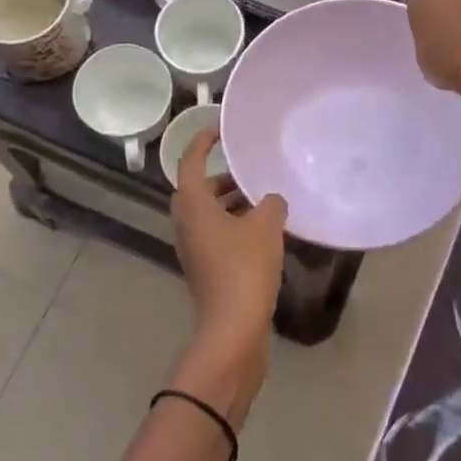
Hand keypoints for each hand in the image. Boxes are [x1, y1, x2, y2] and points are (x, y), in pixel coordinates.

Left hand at [169, 129, 286, 413]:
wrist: (232, 330)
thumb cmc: (244, 268)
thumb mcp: (265, 226)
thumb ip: (271, 203)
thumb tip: (272, 200)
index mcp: (193, 207)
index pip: (189, 163)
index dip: (202, 143)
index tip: (219, 130)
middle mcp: (187, 225)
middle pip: (197, 190)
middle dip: (221, 177)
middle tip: (247, 169)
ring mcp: (195, 250)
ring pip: (209, 215)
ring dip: (231, 203)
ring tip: (263, 198)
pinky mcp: (207, 271)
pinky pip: (218, 235)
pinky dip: (236, 225)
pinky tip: (265, 231)